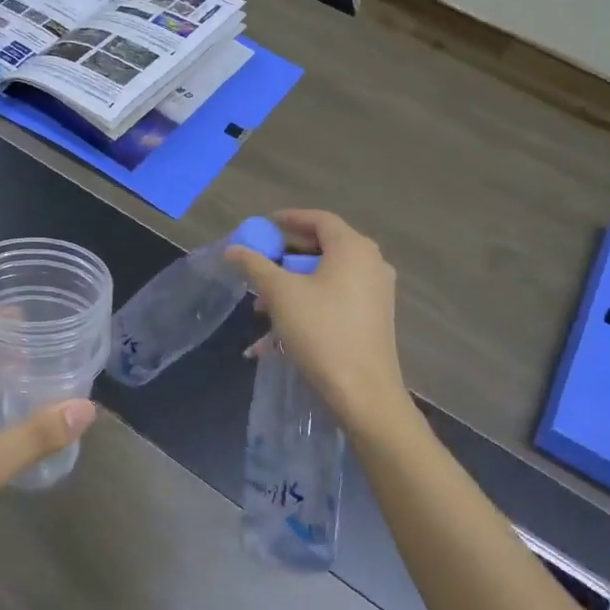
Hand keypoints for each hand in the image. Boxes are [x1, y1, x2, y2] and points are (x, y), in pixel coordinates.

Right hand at [227, 209, 408, 422]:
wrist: (363, 391)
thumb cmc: (321, 332)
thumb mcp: (281, 294)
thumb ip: (255, 265)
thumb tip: (234, 248)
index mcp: (353, 249)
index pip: (319, 219)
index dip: (289, 218)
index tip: (263, 226)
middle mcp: (371, 264)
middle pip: (321, 249)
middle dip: (284, 260)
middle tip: (258, 268)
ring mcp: (375, 292)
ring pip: (325, 278)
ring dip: (291, 288)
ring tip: (261, 311)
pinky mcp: (374, 318)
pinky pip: (334, 300)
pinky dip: (307, 307)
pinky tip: (276, 338)